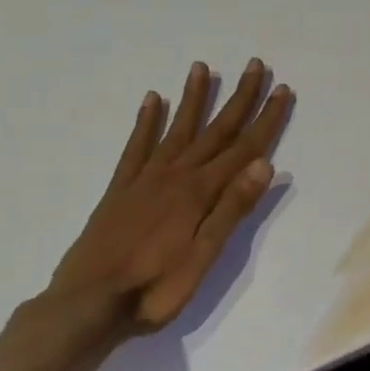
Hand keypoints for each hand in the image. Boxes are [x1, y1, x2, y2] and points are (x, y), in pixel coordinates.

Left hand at [49, 59, 292, 333]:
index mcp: (200, 192)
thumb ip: (232, 208)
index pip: (244, 148)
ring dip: (193, 98)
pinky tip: (153, 100)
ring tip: (201, 68)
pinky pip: (136, 147)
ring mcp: (145, 180)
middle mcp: (175, 176)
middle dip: (238, 97)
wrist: (86, 306)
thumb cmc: (155, 288)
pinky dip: (146, 122)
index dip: (267, 119)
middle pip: (215, 130)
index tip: (283, 89)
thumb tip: (264, 164)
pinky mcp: (120, 190)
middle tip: (254, 65)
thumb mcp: (204, 256)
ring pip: (177, 130)